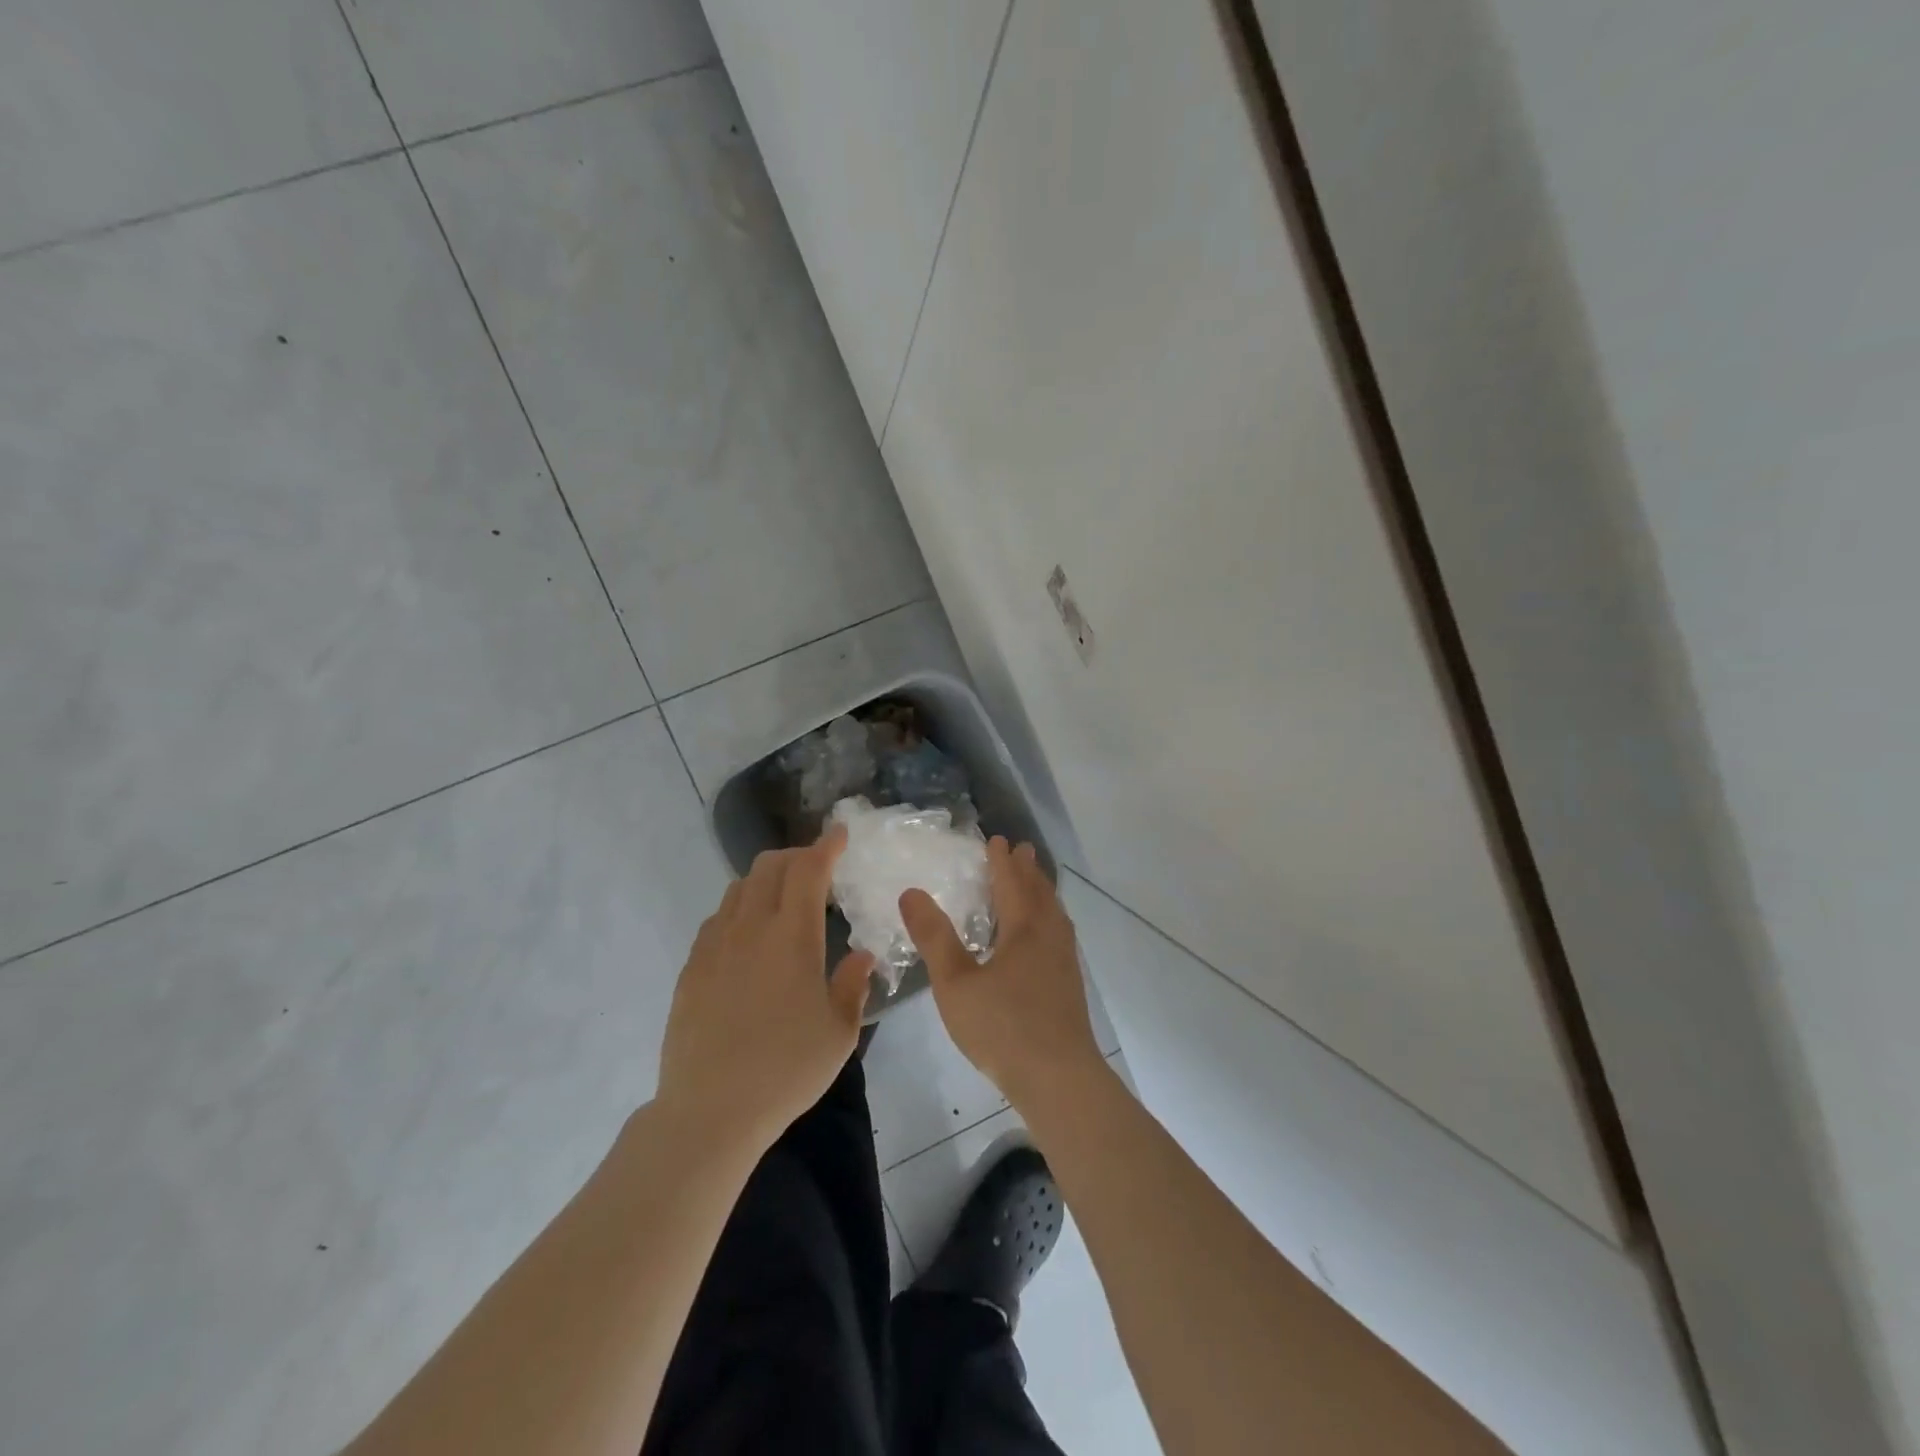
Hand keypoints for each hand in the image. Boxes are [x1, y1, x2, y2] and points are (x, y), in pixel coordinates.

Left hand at [657, 826, 873, 1152]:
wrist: (710, 1110)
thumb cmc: (786, 1070)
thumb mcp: (839, 1032)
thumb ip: (853, 985)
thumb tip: (861, 956)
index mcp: (792, 937)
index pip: (808, 870)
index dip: (826, 846)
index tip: (839, 834)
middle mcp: (750, 928)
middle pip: (769, 867)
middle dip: (797, 856)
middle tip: (817, 868)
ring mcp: (715, 945)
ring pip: (739, 887)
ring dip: (766, 880)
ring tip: (783, 900)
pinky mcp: (692, 967)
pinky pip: (717, 918)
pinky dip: (739, 909)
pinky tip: (749, 936)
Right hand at [900, 838, 1104, 1109]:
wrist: (1059, 1078)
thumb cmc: (1002, 1027)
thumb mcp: (955, 983)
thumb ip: (934, 937)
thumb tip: (911, 892)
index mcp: (1024, 929)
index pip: (1012, 883)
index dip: (1002, 861)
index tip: (997, 839)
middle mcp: (1050, 936)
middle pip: (1040, 893)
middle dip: (1028, 870)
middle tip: (1021, 851)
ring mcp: (1065, 961)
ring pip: (1054, 914)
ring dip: (1042, 893)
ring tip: (1035, 886)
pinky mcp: (1070, 984)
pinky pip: (1059, 933)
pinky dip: (1049, 918)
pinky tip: (1042, 939)